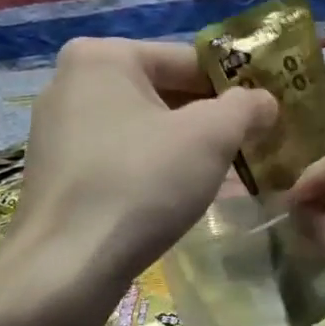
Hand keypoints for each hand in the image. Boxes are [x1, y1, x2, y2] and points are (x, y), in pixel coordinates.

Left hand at [8, 37, 276, 300]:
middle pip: (164, 92)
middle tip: (253, 146)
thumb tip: (265, 100)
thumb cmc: (141, 183)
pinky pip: (121, 156)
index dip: (235, 86)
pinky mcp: (57, 172)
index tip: (267, 115)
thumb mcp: (211, 136)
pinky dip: (154, 169)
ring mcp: (58, 129)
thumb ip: (246, 106)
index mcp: (103, 56)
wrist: (65, 269)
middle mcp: (72, 82)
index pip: (189, 60)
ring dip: (187, 147)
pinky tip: (182, 196)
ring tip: (227, 174)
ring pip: (144, 128)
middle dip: (211, 120)